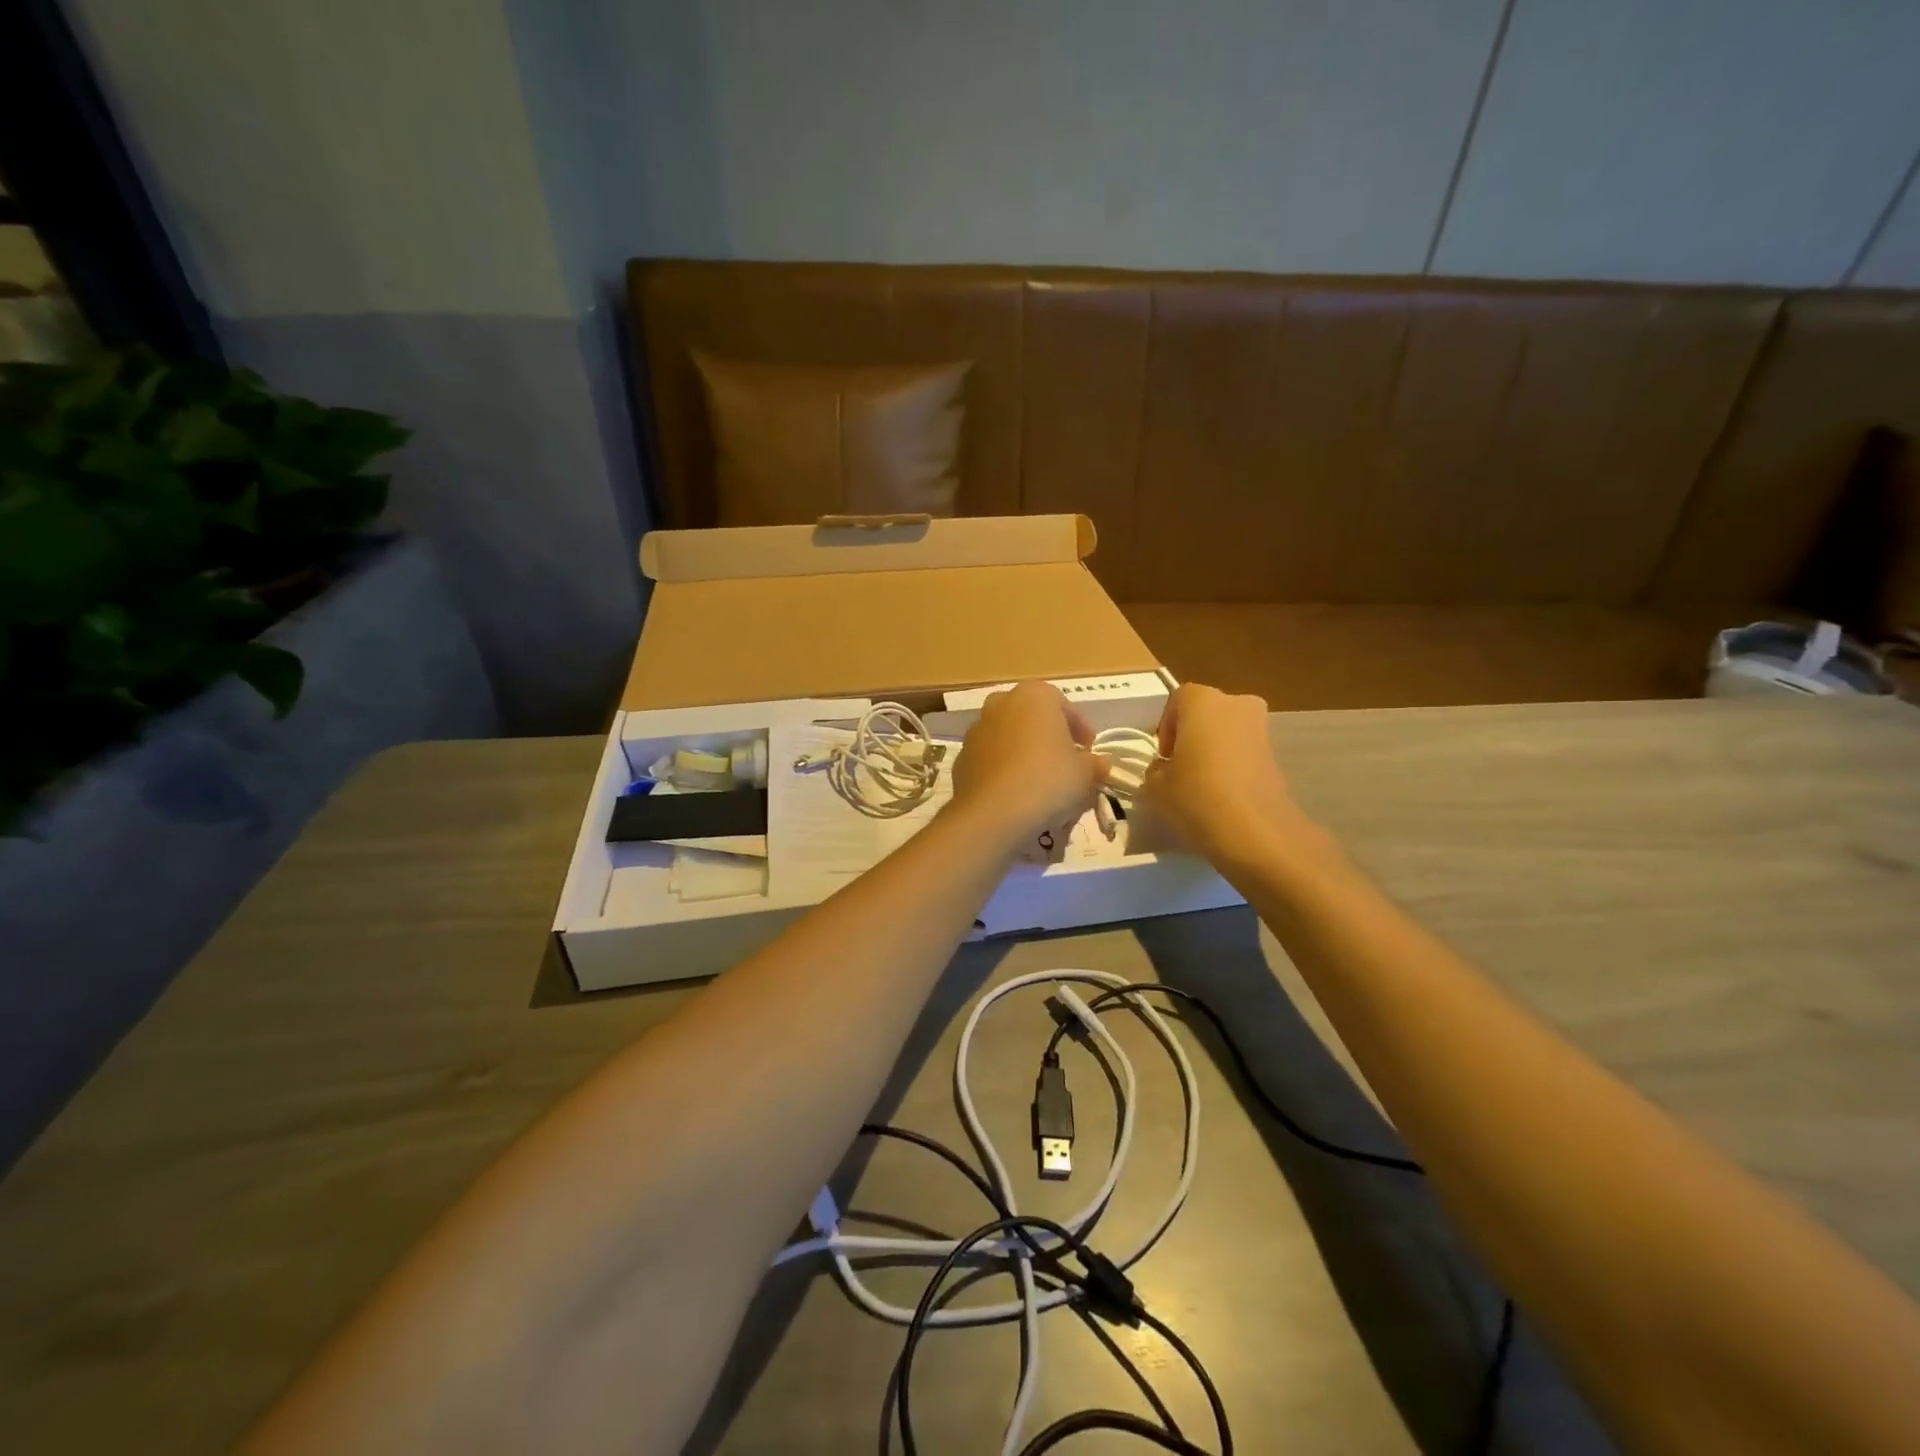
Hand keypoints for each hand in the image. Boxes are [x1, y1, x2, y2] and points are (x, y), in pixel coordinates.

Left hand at [950, 682, 1105, 845]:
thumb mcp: (1085, 773)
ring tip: (1041, 782)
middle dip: (1049, 738)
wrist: (993, 812)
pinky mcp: (962, 757)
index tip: (1089, 750)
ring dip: (1025, 753)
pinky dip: (1004, 770)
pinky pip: (991, 759)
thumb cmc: (1048, 780)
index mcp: (1034, 695)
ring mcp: (977, 729)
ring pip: (1010, 738)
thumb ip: (1094, 764)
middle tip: (1065, 763)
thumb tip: (1099, 765)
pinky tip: (1016, 793)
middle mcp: (1001, 703)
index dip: (1080, 729)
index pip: (1064, 706)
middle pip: (1033, 719)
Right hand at [1141, 683, 1316, 866]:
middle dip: (1192, 736)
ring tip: (1201, 787)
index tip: (1163, 758)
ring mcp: (1262, 729)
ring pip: (1227, 733)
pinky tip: (1223, 797)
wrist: (1258, 833)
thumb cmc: (1197, 797)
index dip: (1165, 727)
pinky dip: (1232, 767)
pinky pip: (1244, 753)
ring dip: (1213, 752)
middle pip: (1206, 714)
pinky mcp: (1277, 757)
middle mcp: (1236, 704)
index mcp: (1203, 701)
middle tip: (1180, 769)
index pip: (1177, 700)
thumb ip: (1156, 769)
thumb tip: (1165, 768)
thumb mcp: (1156, 786)